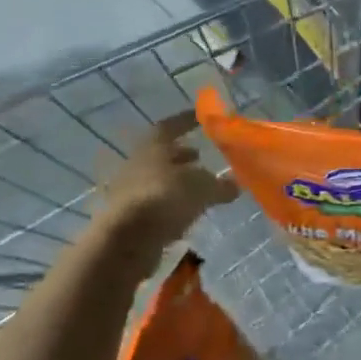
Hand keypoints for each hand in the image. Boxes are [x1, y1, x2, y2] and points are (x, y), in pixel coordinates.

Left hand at [98, 113, 235, 252]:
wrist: (126, 241)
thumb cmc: (165, 198)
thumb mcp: (203, 189)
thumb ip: (220, 185)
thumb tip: (234, 185)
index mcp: (154, 145)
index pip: (172, 125)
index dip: (187, 121)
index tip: (201, 118)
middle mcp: (138, 162)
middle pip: (162, 153)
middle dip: (182, 155)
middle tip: (201, 158)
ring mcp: (129, 190)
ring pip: (158, 179)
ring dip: (177, 182)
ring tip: (198, 189)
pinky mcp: (127, 216)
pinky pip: (154, 203)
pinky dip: (170, 205)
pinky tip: (186, 213)